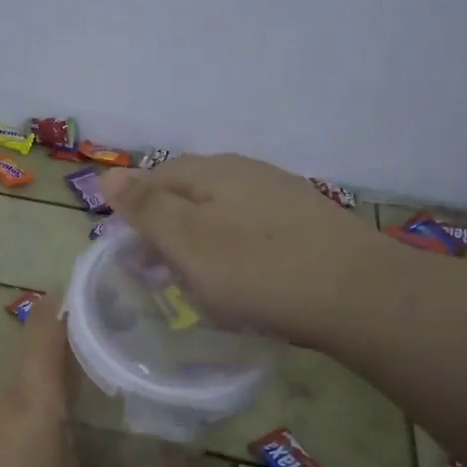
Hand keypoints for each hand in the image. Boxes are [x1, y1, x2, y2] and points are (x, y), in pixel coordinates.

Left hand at [0, 297, 196, 466]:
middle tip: (131, 325)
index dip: (73, 296)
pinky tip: (71, 415)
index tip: (108, 281)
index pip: (49, 325)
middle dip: (84, 330)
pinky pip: (22, 398)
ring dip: (67, 362)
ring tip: (111, 363)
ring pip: (34, 373)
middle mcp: (11, 393)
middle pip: (45, 344)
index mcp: (35, 395)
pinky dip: (50, 390)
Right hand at [100, 154, 374, 349]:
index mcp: (211, 171)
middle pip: (190, 194)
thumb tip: (107, 172)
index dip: (134, 212)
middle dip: (167, 230)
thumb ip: (145, 206)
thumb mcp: (186, 240)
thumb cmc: (256, 269)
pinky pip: (254, 232)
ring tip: (198, 282)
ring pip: (223, 214)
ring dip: (201, 243)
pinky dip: (236, 253)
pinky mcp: (309, 223)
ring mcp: (282, 195)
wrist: (358, 295)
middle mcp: (246, 171)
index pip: (155, 178)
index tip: (128, 255)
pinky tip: (246, 281)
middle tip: (158, 274)